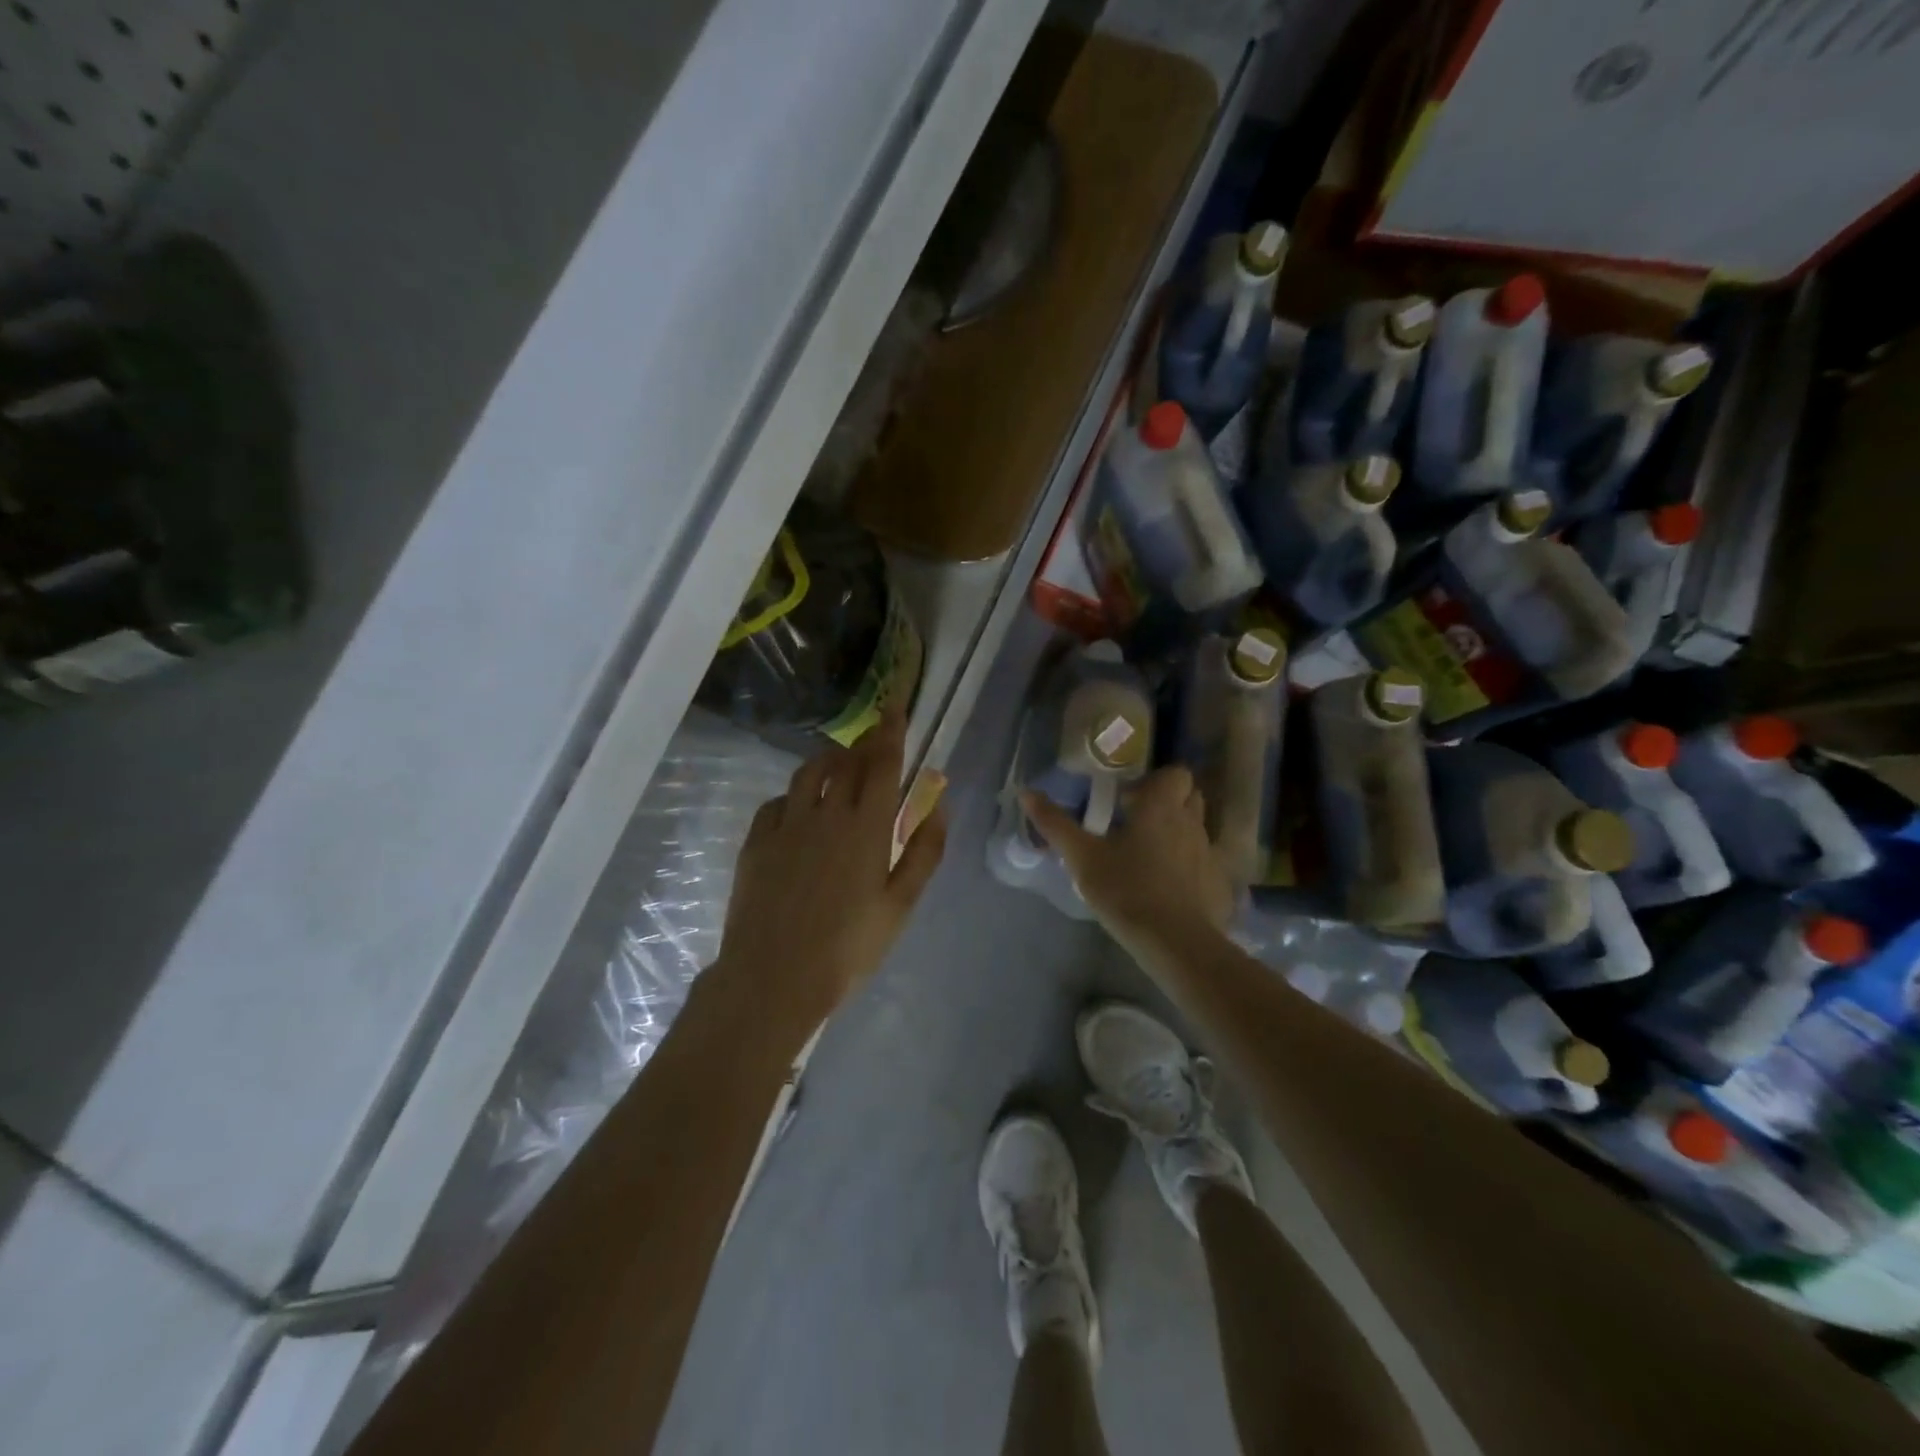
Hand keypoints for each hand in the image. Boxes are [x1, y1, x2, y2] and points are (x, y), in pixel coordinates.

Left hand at [715, 707, 947, 1031]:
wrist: (774, 977)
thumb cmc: (849, 947)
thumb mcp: (900, 905)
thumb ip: (924, 852)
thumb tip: (937, 804)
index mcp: (867, 827)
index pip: (883, 763)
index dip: (890, 731)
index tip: (893, 706)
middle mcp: (826, 813)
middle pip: (847, 762)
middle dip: (863, 744)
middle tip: (872, 743)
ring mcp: (786, 825)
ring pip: (808, 774)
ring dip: (827, 762)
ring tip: (837, 769)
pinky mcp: (756, 842)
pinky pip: (777, 802)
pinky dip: (794, 795)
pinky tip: (798, 811)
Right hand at [1022, 765, 1233, 952]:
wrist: (1175, 942)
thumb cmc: (1126, 890)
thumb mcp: (1082, 857)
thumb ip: (1055, 824)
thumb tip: (1026, 792)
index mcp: (1161, 807)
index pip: (1175, 773)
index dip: (1156, 780)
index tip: (1130, 798)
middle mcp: (1192, 823)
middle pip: (1190, 797)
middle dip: (1168, 803)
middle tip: (1136, 823)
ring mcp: (1210, 854)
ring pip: (1197, 831)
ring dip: (1177, 835)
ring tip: (1148, 858)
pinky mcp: (1219, 885)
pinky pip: (1204, 865)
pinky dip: (1189, 868)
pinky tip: (1167, 890)